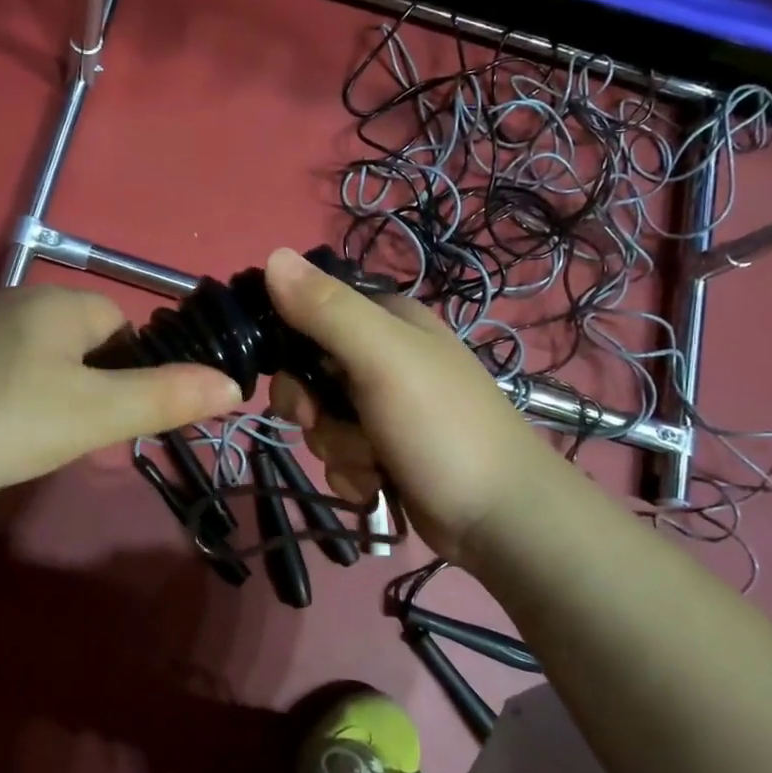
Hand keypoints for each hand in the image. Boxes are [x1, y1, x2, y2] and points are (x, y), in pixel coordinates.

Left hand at [0, 284, 240, 511]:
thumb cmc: (0, 421)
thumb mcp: (93, 416)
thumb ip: (165, 397)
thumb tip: (234, 383)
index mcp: (57, 303)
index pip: (120, 323)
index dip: (130, 369)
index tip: (113, 417)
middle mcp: (10, 299)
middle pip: (75, 338)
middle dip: (86, 382)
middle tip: (71, 433)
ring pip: (28, 353)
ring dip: (41, 389)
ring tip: (25, 438)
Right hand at [263, 247, 566, 566]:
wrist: (500, 517)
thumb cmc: (442, 426)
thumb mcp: (383, 358)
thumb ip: (327, 309)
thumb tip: (271, 255)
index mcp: (386, 320)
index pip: (309, 312)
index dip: (288, 345)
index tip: (293, 375)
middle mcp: (382, 358)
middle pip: (308, 375)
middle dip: (314, 409)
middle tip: (326, 421)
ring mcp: (384, 409)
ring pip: (321, 422)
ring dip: (338, 449)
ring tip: (375, 462)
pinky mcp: (385, 452)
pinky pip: (339, 457)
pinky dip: (352, 474)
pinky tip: (378, 484)